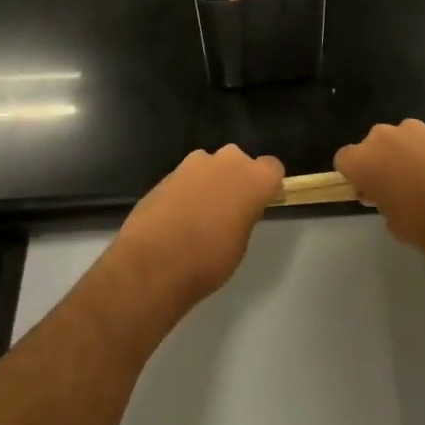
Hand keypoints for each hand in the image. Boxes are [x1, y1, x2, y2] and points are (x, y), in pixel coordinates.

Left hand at [111, 146, 283, 311]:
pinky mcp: (166, 173)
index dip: (266, 185)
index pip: (272, 168)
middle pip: (238, 162)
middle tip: (228, 210)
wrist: (153, 263)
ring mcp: (192, 164)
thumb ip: (243, 215)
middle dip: (235, 179)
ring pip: (209, 167)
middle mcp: (226, 161)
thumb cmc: (208, 260)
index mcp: (253, 178)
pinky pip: (186, 178)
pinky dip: (186, 191)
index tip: (258, 203)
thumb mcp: (240, 242)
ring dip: (208, 183)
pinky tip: (176, 218)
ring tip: (198, 216)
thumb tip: (235, 210)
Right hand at [335, 120, 424, 271]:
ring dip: (406, 156)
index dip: (354, 176)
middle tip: (399, 190)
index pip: (344, 159)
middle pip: (373, 145)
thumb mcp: (396, 223)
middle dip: (381, 163)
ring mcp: (418, 129)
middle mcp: (386, 135)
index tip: (370, 193)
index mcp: (366, 159)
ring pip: (401, 141)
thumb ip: (383, 201)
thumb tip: (389, 191)